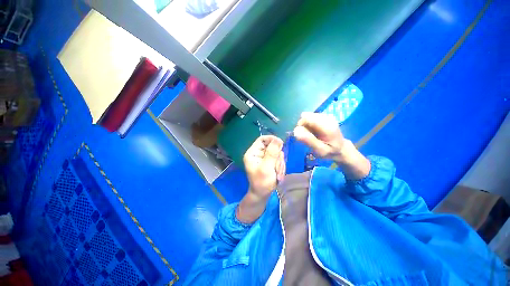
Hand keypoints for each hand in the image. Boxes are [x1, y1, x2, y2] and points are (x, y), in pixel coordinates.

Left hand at [243, 135, 285, 198]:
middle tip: (277, 167)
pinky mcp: (270, 162)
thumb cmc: (262, 183)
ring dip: (280, 163)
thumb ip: (272, 154)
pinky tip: (279, 174)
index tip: (281, 144)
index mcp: (253, 153)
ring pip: (277, 153)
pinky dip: (281, 166)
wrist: (263, 195)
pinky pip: (279, 159)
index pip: (262, 139)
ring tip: (277, 173)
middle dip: (277, 157)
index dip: (272, 139)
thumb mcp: (266, 168)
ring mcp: (265, 158)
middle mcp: (258, 153)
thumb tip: (278, 139)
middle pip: (272, 147)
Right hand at [293, 112, 370, 179]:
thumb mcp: (320, 150)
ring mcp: (326, 115)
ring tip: (312, 135)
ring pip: (307, 117)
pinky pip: (310, 118)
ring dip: (306, 126)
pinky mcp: (324, 116)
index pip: (306, 118)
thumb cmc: (330, 151)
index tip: (303, 135)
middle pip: (305, 117)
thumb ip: (308, 140)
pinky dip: (309, 125)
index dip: (301, 126)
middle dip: (303, 126)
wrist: (341, 149)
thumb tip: (296, 131)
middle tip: (308, 136)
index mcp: (327, 126)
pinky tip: (314, 131)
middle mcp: (327, 117)